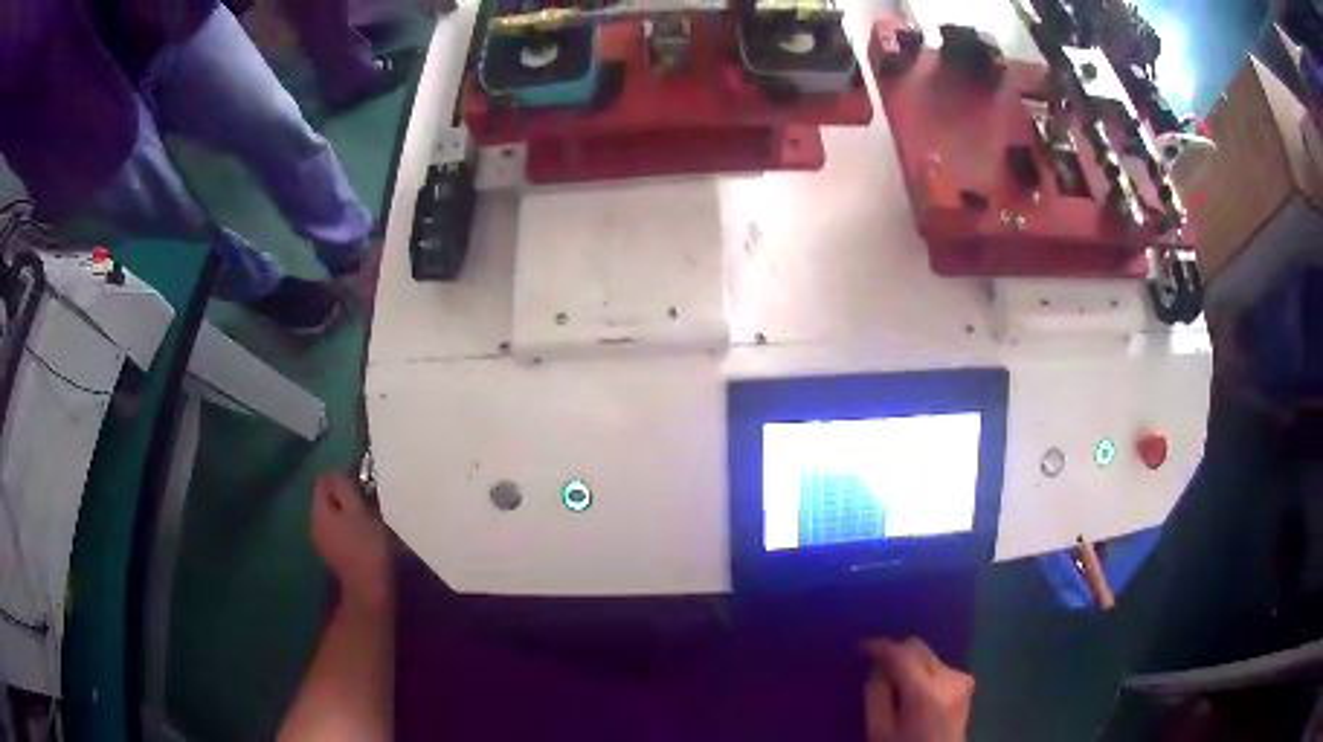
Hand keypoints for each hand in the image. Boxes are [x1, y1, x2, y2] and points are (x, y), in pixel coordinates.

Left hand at [311, 471, 392, 609]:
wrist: (370, 588)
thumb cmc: (367, 545)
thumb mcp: (358, 509)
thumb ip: (344, 487)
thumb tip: (337, 473)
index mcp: (318, 510)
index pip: (324, 480)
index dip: (343, 477)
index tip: (364, 485)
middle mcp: (314, 523)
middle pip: (328, 498)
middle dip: (347, 496)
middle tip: (370, 502)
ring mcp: (323, 542)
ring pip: (334, 516)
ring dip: (349, 514)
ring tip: (371, 519)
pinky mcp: (334, 555)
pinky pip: (339, 532)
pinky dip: (350, 529)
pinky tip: (365, 537)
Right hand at [861, 638, 973, 741]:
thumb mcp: (878, 729)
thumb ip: (876, 694)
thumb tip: (879, 667)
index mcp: (924, 692)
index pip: (901, 654)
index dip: (880, 646)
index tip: (861, 647)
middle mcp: (948, 678)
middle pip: (918, 647)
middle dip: (896, 652)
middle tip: (877, 667)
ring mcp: (961, 678)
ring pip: (928, 655)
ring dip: (911, 663)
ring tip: (898, 685)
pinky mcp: (967, 682)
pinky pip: (940, 665)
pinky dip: (924, 671)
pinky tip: (917, 691)